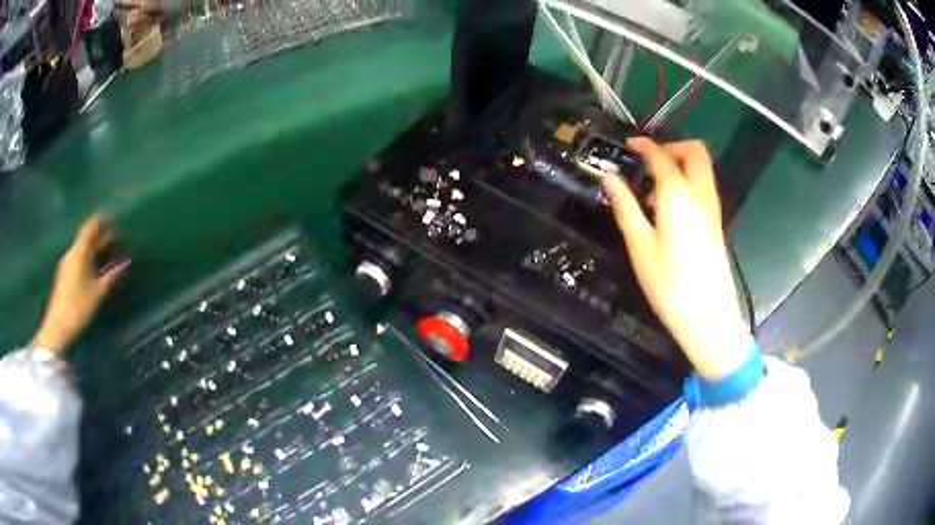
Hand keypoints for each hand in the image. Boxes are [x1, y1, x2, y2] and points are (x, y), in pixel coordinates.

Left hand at [32, 218, 128, 355]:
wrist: (58, 327)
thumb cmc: (78, 307)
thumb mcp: (97, 293)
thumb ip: (111, 276)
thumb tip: (126, 263)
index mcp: (79, 251)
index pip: (91, 226)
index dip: (104, 221)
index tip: (116, 221)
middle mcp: (72, 253)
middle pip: (88, 238)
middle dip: (103, 237)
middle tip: (118, 240)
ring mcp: (68, 264)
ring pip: (85, 249)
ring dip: (97, 249)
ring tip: (111, 254)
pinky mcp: (66, 275)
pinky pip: (81, 259)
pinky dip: (91, 259)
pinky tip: (98, 268)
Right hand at [600, 138, 751, 379]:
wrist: (709, 316)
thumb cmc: (669, 286)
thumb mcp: (640, 247)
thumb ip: (625, 207)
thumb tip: (609, 177)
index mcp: (678, 196)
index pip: (661, 156)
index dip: (644, 145)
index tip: (629, 145)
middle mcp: (700, 194)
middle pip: (695, 151)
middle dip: (672, 146)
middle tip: (649, 161)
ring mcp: (713, 207)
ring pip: (703, 166)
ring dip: (682, 162)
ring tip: (656, 184)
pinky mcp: (717, 221)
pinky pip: (705, 185)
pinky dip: (689, 179)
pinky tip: (671, 206)